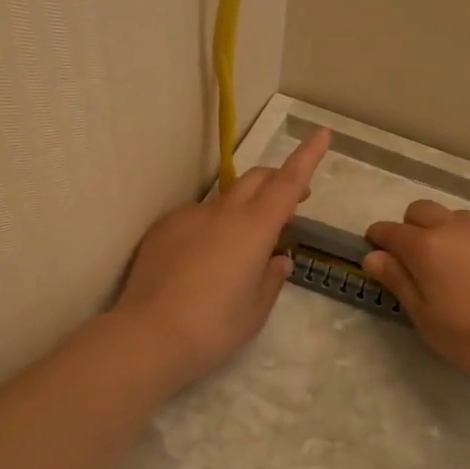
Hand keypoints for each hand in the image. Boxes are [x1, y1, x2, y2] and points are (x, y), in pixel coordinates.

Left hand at [110, 128, 331, 390]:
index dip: (307, 156)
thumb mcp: (256, 309)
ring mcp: (188, 216)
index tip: (321, 133)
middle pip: (256, 178)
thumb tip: (279, 259)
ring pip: (224, 199)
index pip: (288, 182)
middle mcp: (222, 212)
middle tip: (290, 202)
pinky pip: (195, 217)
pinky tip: (200, 261)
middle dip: (277, 180)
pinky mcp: (162, 228)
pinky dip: (209, 227)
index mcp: (255, 228)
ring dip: (241, 209)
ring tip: (238, 248)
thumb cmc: (214, 327)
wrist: (148, 335)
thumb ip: (272, 278)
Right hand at [363, 201, 469, 382]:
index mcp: (425, 246)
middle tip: (414, 261)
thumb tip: (374, 256)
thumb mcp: (426, 318)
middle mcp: (454, 228)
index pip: (389, 231)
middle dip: (409, 227)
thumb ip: (399, 282)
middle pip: (420, 211)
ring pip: (454, 217)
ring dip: (443, 231)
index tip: (375, 251)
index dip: (377, 238)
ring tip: (452, 266)